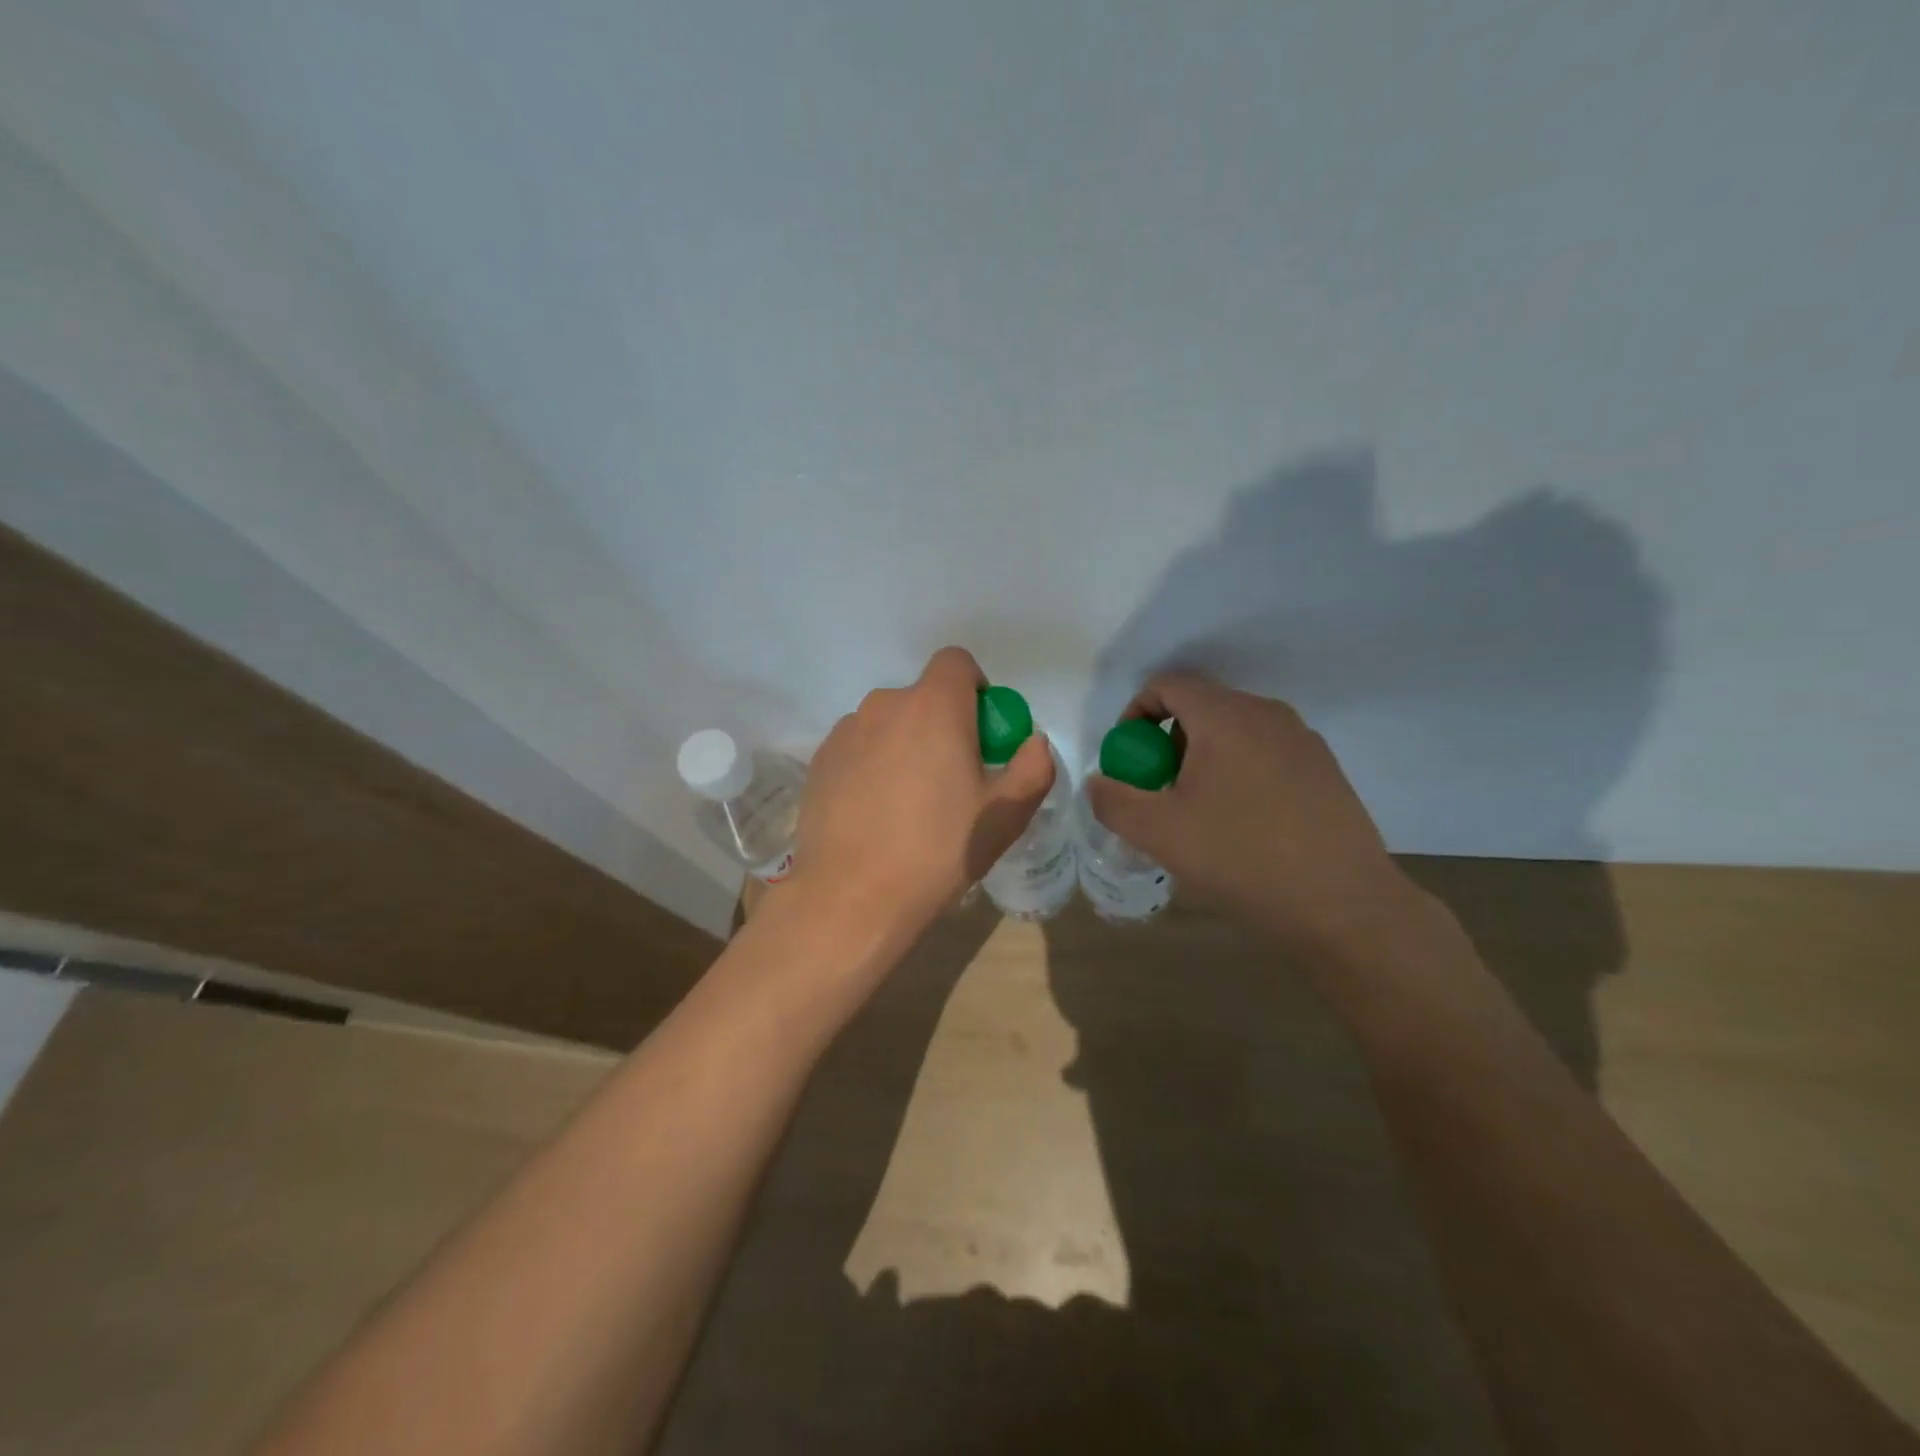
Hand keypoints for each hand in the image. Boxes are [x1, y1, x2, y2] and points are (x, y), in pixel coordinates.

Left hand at [792, 647, 1055, 945]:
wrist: (852, 897)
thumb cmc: (938, 850)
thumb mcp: (1005, 815)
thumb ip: (1033, 768)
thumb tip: (1034, 742)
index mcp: (934, 707)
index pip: (956, 661)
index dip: (974, 688)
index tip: (980, 733)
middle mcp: (884, 705)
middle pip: (922, 697)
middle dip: (941, 724)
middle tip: (950, 779)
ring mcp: (845, 731)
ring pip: (887, 724)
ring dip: (904, 745)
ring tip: (907, 803)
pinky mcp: (819, 760)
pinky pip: (857, 748)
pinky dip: (871, 765)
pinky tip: (873, 813)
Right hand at [1085, 673, 1418, 958]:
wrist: (1343, 904)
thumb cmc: (1242, 858)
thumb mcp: (1158, 833)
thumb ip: (1113, 800)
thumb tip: (1100, 781)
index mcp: (1225, 717)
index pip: (1167, 685)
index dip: (1135, 714)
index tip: (1129, 760)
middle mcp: (1267, 714)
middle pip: (1201, 707)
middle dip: (1167, 742)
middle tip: (1160, 792)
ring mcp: (1302, 740)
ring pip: (1234, 731)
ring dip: (1203, 758)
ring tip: (1200, 812)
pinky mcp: (1325, 769)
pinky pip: (1265, 753)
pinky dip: (1239, 771)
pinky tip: (1244, 824)